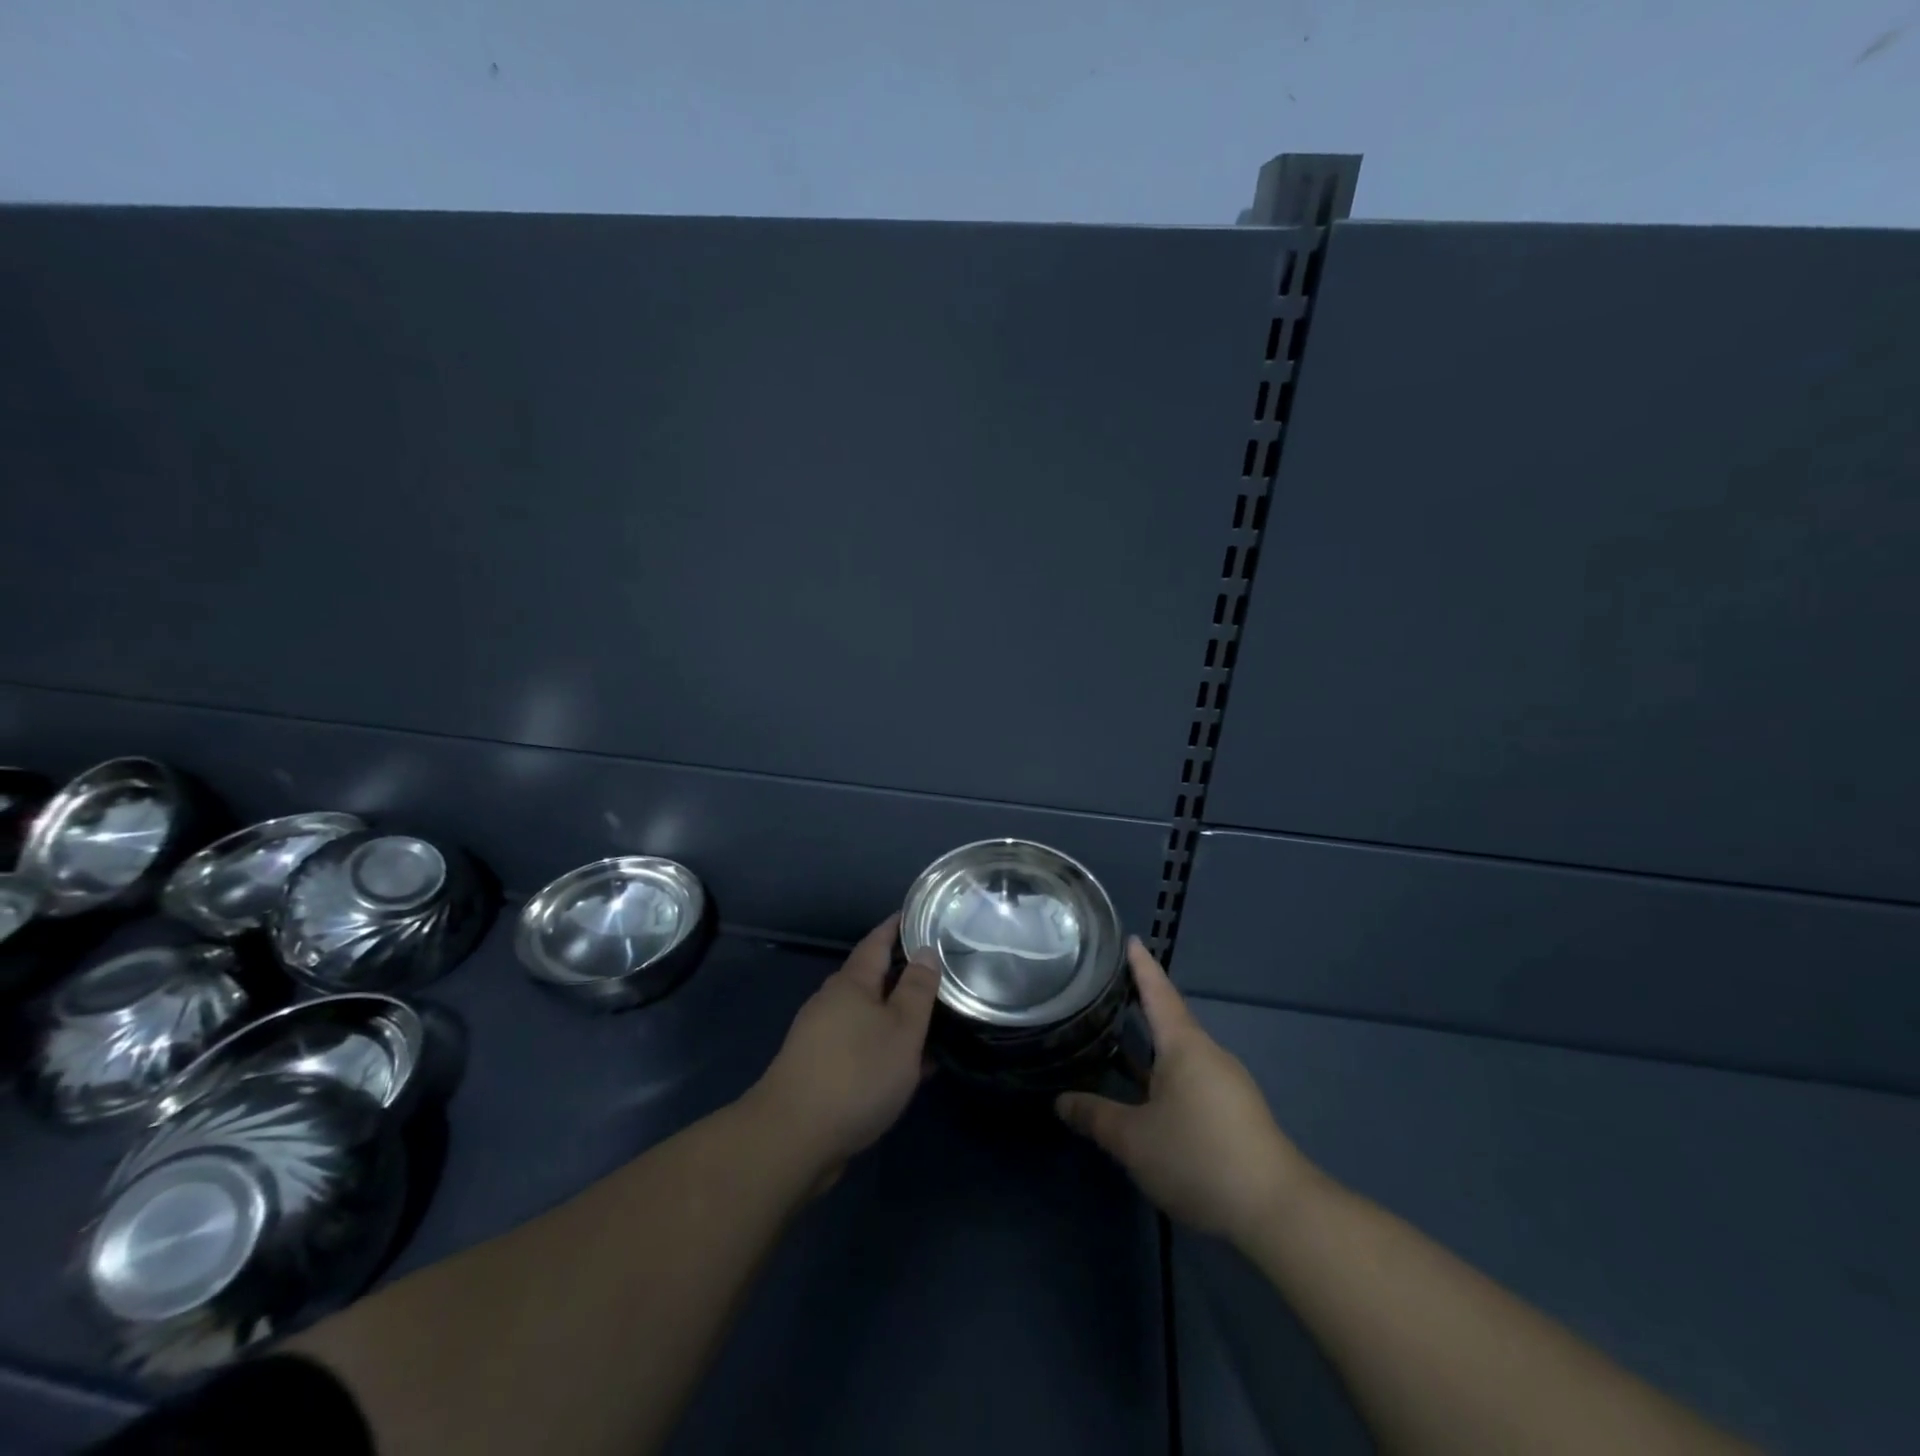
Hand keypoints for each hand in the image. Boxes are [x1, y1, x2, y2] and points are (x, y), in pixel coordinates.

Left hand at [744, 915, 938, 1186]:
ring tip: (934, 1021)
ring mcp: (822, 1038)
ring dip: (898, 1016)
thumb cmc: (857, 1073)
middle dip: (902, 974)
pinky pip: (862, 1047)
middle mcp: (832, 1003)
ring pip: (869, 1016)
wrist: (793, 1138)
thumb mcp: (902, 1028)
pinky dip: (886, 1048)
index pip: (877, 941)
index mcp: (851, 983)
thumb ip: (917, 989)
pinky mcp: (820, 1071)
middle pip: (872, 979)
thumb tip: (925, 951)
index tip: (920, 915)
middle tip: (940, 972)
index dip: (898, 927)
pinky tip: (911, 1067)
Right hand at [1056, 939, 1310, 1244]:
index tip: (1129, 939)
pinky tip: (1150, 1096)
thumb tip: (1061, 1101)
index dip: (1141, 966)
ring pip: (1181, 1055)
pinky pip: (1193, 1079)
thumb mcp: (1134, 1139)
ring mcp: (1227, 1084)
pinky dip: (1166, 1075)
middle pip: (1171, 1021)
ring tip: (1120, 1045)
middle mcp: (1208, 1055)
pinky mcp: (1236, 1113)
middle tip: (1108, 994)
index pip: (1158, 993)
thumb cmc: (1198, 1156)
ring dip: (1153, 1048)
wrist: (1277, 1210)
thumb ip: (1095, 1116)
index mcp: (1184, 1045)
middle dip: (1142, 1007)